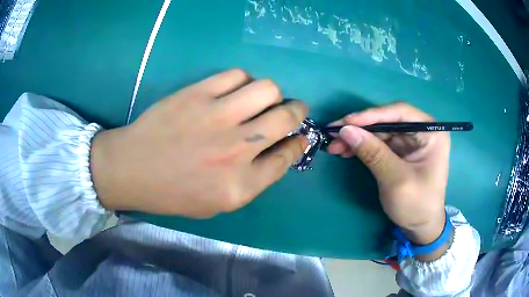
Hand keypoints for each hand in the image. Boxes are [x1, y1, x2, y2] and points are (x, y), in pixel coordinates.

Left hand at [90, 69, 307, 217]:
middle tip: (291, 110)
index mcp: (240, 185)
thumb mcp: (218, 202)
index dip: (298, 143)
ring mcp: (216, 117)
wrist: (132, 169)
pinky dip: (243, 81)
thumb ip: (254, 180)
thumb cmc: (173, 192)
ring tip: (260, 100)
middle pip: (285, 117)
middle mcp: (235, 150)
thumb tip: (282, 148)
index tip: (299, 136)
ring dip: (271, 94)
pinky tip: (234, 91)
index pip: (287, 156)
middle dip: (297, 111)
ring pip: (267, 89)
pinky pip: (237, 75)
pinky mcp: (198, 93)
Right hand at [327, 103, 449, 248]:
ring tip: (335, 145)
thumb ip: (373, 153)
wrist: (420, 227)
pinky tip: (346, 150)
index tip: (347, 122)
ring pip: (380, 131)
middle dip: (361, 128)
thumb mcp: (396, 179)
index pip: (400, 113)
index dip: (372, 115)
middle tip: (334, 133)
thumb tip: (346, 130)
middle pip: (387, 121)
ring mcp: (411, 141)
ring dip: (358, 137)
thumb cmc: (416, 205)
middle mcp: (421, 131)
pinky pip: (379, 143)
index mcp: (431, 132)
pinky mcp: (401, 152)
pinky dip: (362, 146)